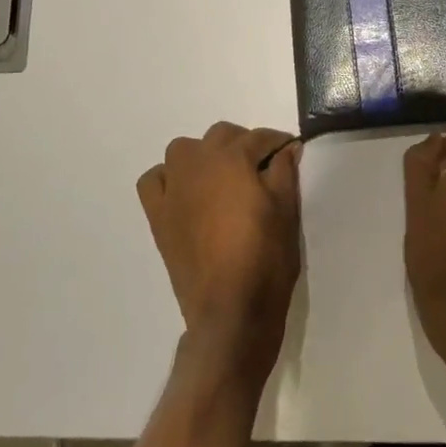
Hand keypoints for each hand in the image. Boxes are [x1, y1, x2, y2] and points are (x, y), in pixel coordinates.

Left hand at [138, 123, 302, 394]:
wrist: (230, 310)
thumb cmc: (265, 257)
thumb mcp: (286, 210)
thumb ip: (285, 171)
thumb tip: (288, 148)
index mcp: (232, 158)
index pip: (259, 138)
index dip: (278, 143)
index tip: (291, 151)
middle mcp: (198, 163)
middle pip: (221, 136)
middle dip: (243, 144)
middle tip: (262, 167)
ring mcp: (173, 188)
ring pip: (185, 151)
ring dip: (205, 156)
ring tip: (224, 178)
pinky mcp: (158, 214)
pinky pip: (154, 180)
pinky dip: (169, 178)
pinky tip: (185, 192)